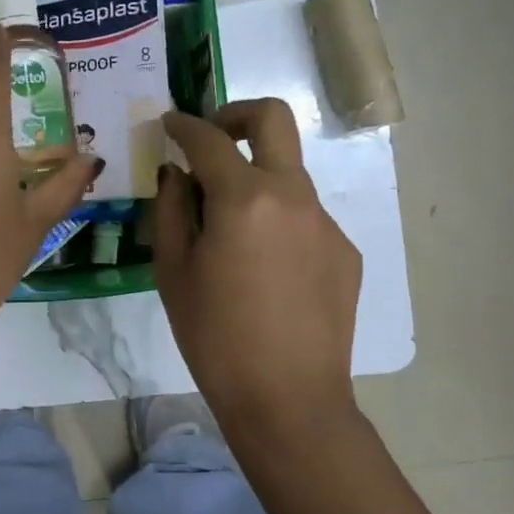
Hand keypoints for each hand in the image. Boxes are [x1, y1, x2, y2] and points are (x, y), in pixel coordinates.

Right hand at [154, 98, 362, 434]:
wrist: (287, 399)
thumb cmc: (214, 337)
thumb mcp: (173, 271)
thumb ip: (170, 209)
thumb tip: (178, 174)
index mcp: (245, 198)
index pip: (209, 139)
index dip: (184, 125)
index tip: (169, 123)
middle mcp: (293, 195)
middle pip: (273, 119)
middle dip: (236, 114)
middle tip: (210, 138)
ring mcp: (325, 222)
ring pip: (287, 174)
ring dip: (255, 179)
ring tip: (228, 230)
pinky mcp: (344, 250)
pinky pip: (303, 216)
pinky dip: (276, 220)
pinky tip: (262, 269)